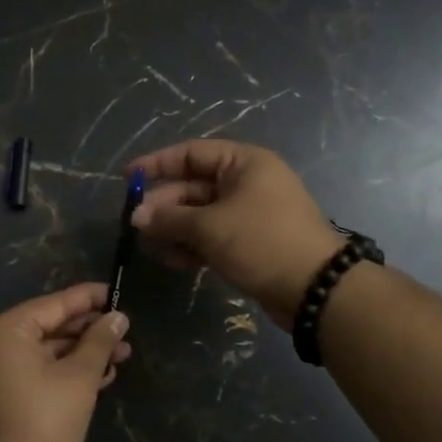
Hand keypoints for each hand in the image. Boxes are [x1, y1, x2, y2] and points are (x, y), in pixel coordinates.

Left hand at [0, 283, 131, 441]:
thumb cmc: (44, 420)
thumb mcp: (78, 378)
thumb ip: (99, 342)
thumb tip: (118, 317)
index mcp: (7, 331)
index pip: (55, 304)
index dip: (89, 298)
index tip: (117, 293)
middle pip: (51, 326)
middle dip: (90, 331)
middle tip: (125, 333)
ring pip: (47, 351)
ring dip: (83, 354)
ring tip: (121, 357)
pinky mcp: (3, 394)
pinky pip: (38, 370)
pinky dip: (66, 371)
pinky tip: (99, 377)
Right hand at [127, 140, 344, 327]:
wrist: (315, 288)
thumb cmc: (261, 242)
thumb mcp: (209, 227)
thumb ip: (170, 218)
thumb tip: (137, 217)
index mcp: (243, 163)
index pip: (191, 153)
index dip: (156, 164)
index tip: (127, 179)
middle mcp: (247, 182)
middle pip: (194, 186)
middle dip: (164, 206)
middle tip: (138, 227)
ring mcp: (250, 213)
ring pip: (201, 214)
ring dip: (175, 230)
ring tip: (153, 249)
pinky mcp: (251, 242)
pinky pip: (213, 235)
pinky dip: (193, 245)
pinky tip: (174, 261)